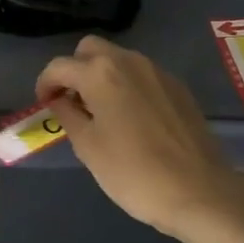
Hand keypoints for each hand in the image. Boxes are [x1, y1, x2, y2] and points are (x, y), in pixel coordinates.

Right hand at [36, 37, 243, 237]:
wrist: (200, 193)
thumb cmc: (133, 173)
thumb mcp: (88, 147)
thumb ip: (68, 115)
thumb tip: (59, 100)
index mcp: (101, 74)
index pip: (59, 66)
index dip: (45, 84)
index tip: (44, 105)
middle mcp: (129, 61)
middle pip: (90, 49)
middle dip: (74, 70)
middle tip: (71, 102)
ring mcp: (158, 72)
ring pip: (118, 59)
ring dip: (101, 76)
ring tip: (100, 112)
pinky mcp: (178, 88)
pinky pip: (142, 75)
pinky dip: (127, 85)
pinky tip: (130, 119)